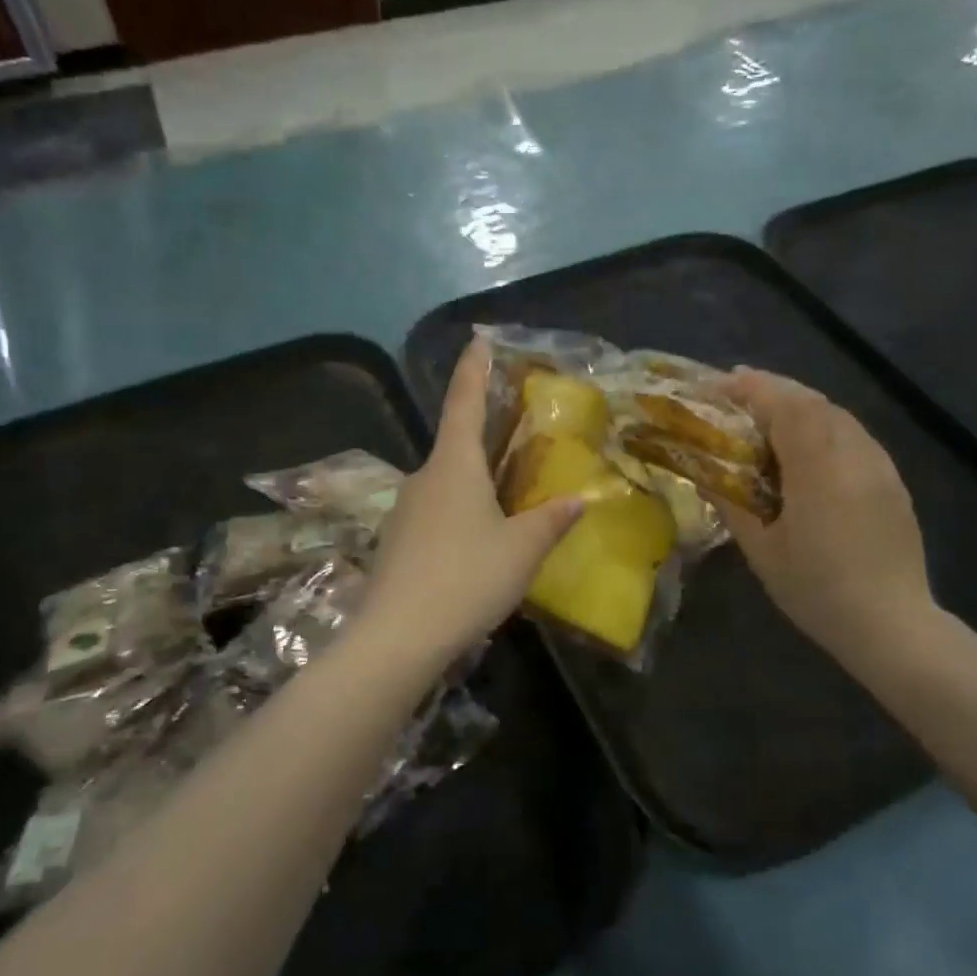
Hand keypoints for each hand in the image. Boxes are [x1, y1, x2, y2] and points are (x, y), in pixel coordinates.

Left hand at [365, 338, 583, 661]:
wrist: (397, 636)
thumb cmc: (467, 578)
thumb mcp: (522, 550)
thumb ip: (551, 520)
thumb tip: (580, 498)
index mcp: (454, 465)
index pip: (464, 402)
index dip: (474, 369)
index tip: (477, 339)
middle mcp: (424, 477)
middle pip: (455, 444)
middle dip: (482, 435)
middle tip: (514, 435)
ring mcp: (405, 510)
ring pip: (445, 483)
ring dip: (472, 482)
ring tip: (505, 499)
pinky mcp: (396, 542)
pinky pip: (435, 514)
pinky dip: (459, 513)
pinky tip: (475, 544)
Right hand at [722, 369, 937, 670]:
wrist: (892, 625)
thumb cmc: (817, 590)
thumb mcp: (761, 551)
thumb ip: (732, 504)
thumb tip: (704, 474)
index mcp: (818, 470)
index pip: (786, 407)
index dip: (754, 389)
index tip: (722, 383)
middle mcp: (854, 455)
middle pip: (813, 401)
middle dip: (773, 389)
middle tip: (737, 390)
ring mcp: (879, 465)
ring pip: (836, 414)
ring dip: (798, 404)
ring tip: (765, 413)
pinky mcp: (891, 480)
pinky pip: (852, 434)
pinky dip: (822, 424)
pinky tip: (805, 445)